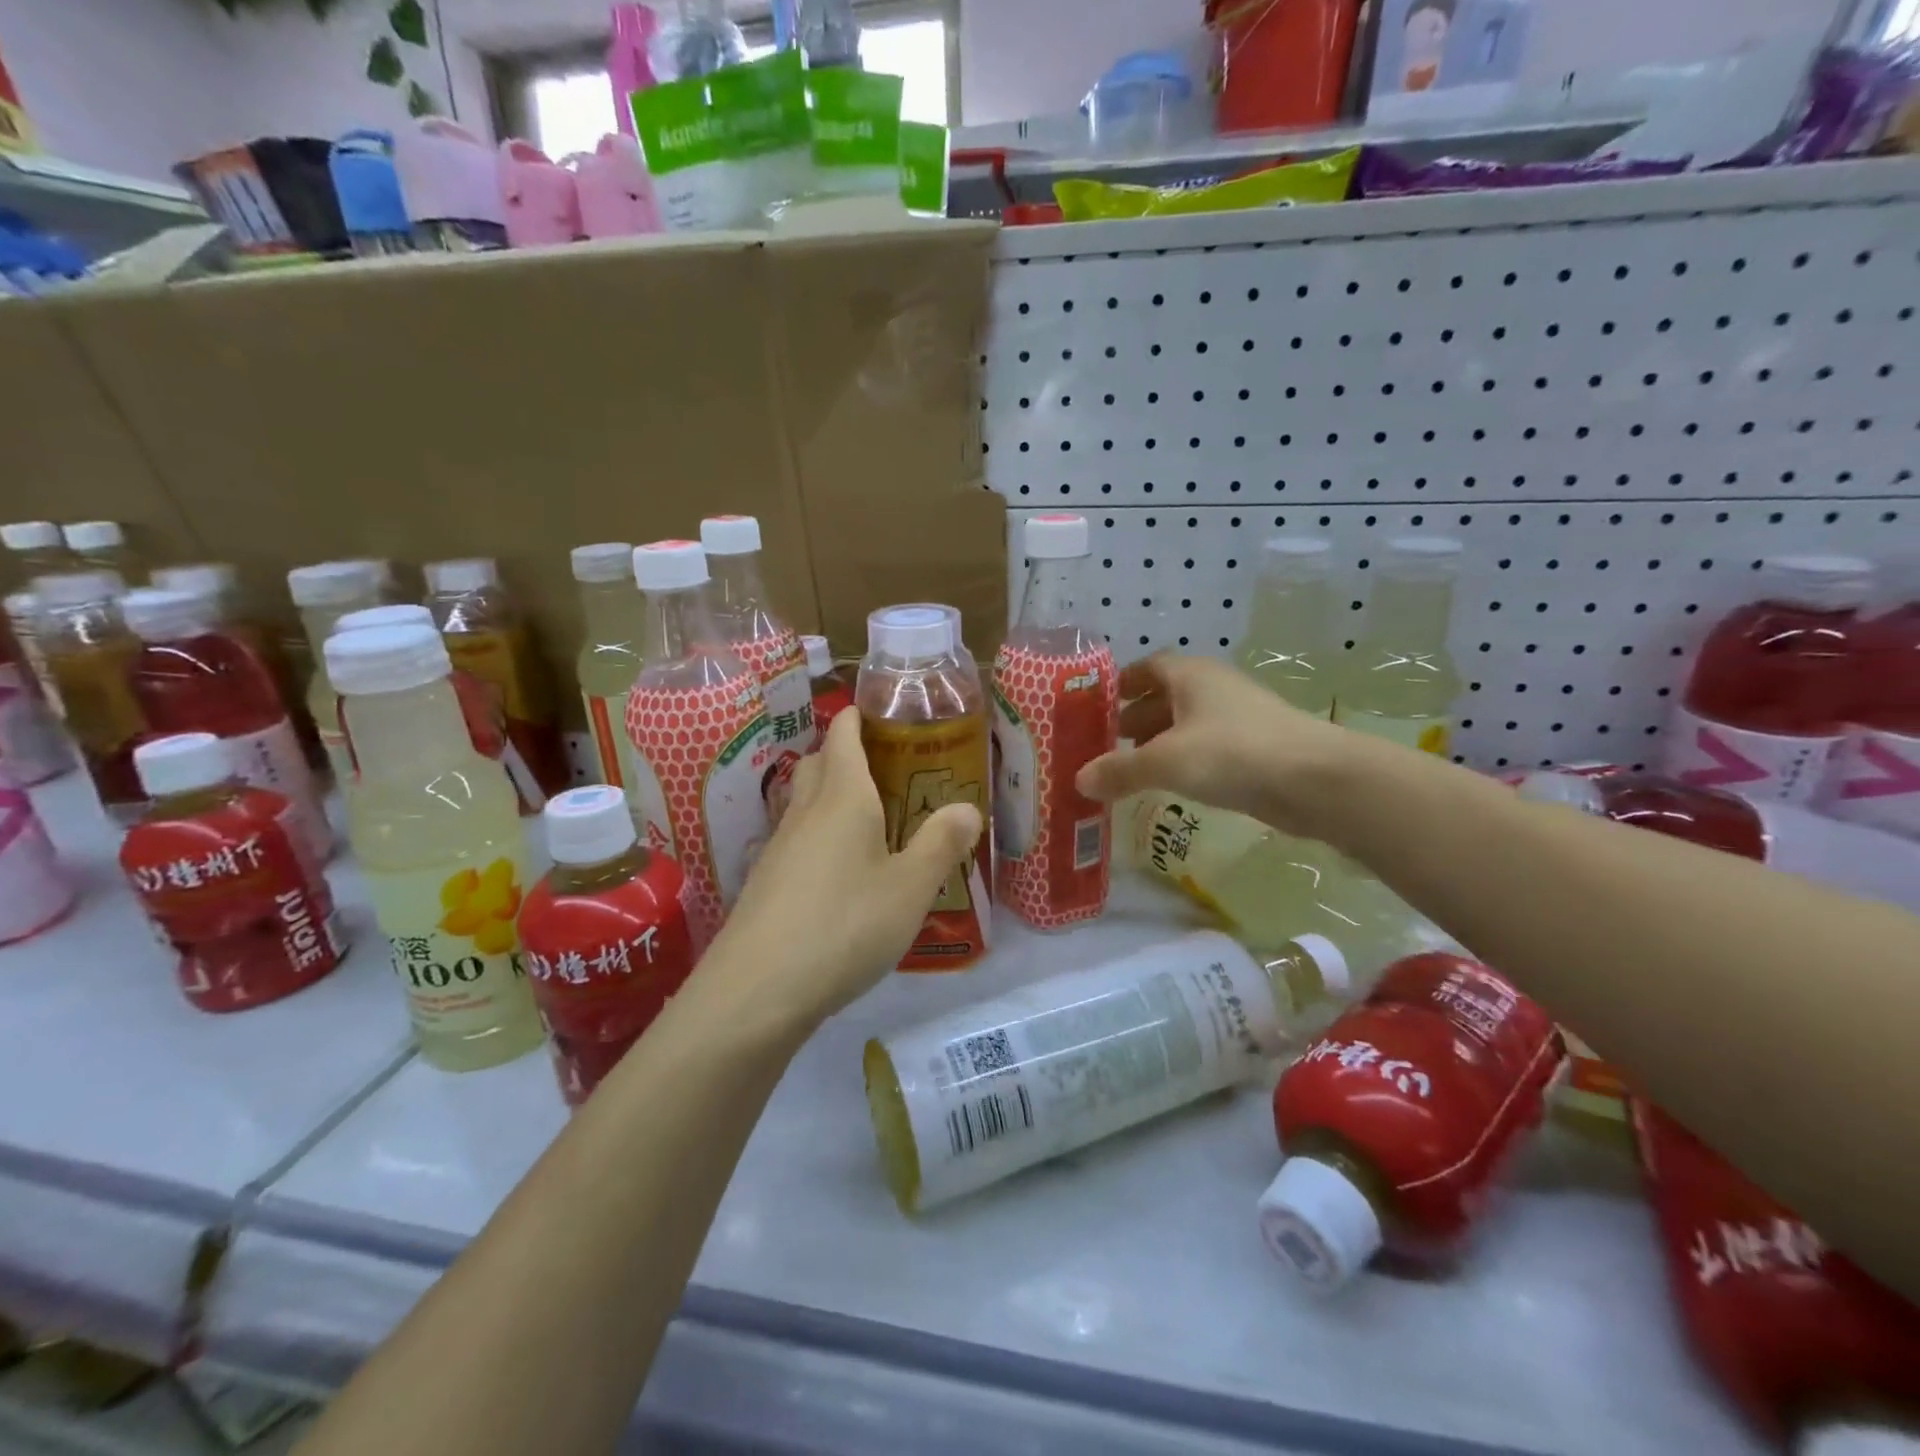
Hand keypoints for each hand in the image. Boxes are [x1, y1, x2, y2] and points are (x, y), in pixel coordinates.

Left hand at [696, 709, 982, 1035]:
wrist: (756, 989)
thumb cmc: (844, 925)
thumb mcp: (910, 888)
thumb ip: (941, 844)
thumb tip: (967, 807)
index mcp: (843, 797)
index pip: (844, 734)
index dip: (860, 716)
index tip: (884, 713)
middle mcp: (805, 811)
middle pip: (821, 762)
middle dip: (848, 753)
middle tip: (889, 769)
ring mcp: (779, 847)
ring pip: (805, 802)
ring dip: (832, 797)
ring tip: (872, 819)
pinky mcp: (766, 882)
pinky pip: (797, 839)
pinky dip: (820, 836)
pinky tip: (841, 872)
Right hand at [1074, 654, 1350, 837]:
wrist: (1314, 780)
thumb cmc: (1231, 753)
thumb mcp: (1164, 761)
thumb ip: (1119, 770)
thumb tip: (1079, 780)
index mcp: (1191, 675)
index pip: (1148, 666)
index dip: (1121, 682)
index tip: (1096, 703)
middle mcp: (1213, 688)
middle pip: (1165, 695)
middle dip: (1135, 715)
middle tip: (1105, 740)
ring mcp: (1237, 717)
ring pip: (1187, 723)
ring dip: (1158, 740)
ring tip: (1130, 765)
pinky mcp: (1254, 748)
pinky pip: (1206, 747)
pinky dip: (1183, 758)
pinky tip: (1170, 782)